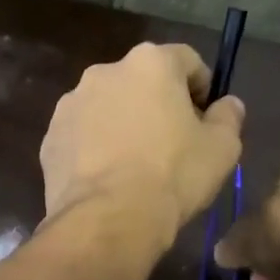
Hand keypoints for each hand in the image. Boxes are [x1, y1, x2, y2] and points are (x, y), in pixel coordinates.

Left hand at [40, 42, 244, 246]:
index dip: (202, 87)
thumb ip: (229, 117)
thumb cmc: (173, 175)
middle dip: (158, 105)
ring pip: (108, 107)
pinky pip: (83, 135)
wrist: (109, 219)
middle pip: (142, 81)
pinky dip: (96, 148)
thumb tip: (228, 104)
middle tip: (173, 144)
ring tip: (136, 166)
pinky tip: (109, 180)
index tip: (206, 118)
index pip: (186, 60)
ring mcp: (71, 104)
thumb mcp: (222, 148)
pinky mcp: (50, 137)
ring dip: (124, 124)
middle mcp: (105, 71)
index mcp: (150, 63)